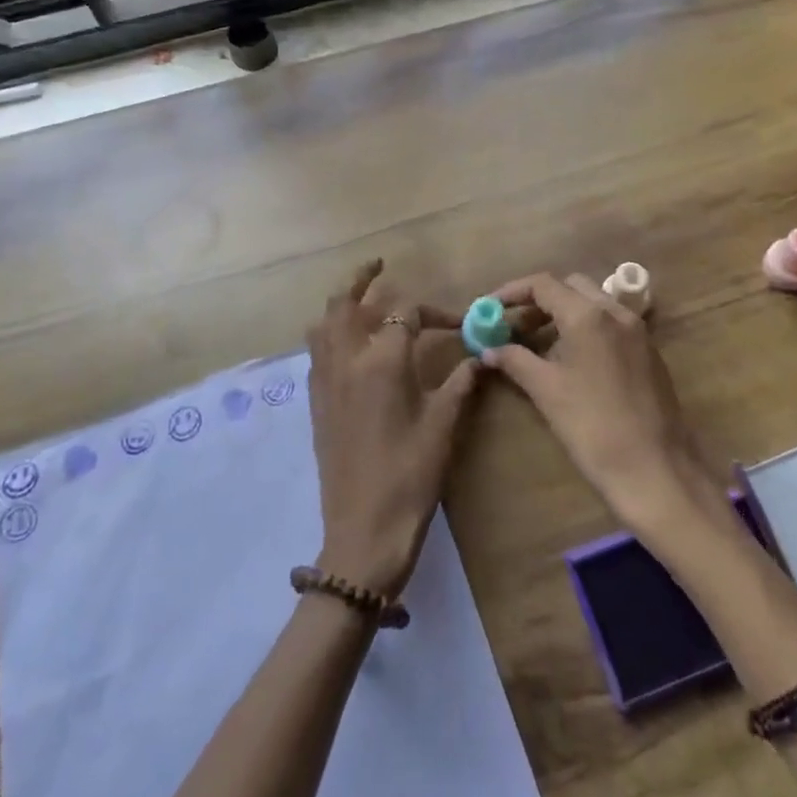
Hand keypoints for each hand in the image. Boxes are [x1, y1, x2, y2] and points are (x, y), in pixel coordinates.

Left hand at [305, 261, 482, 599]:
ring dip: (341, 305)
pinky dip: (330, 333)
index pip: (405, 312)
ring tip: (362, 301)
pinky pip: (316, 351)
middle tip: (380, 266)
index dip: (435, 312)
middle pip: (345, 303)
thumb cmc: (410, 475)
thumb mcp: (443, 425)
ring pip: (323, 324)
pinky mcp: (316, 402)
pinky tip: (349, 346)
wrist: (363, 530)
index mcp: (382, 360)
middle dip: (362, 279)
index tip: (459, 325)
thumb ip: (461, 383)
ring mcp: (325, 380)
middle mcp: (346, 360)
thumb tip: (481, 357)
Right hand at [482, 272, 708, 530]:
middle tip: (514, 326)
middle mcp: (616, 312)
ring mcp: (637, 331)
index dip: (512, 292)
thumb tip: (489, 349)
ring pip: (593, 303)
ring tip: (538, 345)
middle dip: (539, 301)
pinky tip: (572, 360)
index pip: (543, 284)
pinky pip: (611, 324)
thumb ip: (515, 360)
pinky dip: (586, 328)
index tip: (489, 308)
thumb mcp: (546, 390)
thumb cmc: (593, 427)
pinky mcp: (648, 351)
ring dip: (563, 314)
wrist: (655, 469)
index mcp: (588, 315)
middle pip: (570, 287)